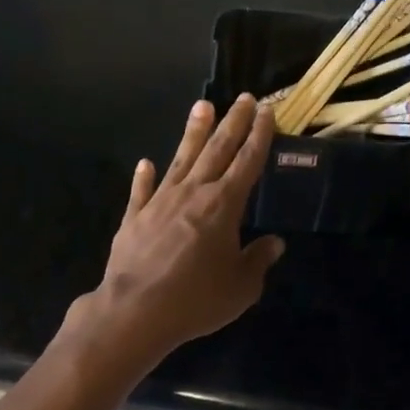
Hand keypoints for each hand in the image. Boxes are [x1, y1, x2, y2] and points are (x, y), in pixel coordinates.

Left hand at [68, 95, 284, 384]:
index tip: (266, 111)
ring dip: (194, 132)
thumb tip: (274, 244)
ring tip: (202, 106)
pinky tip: (146, 163)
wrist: (135, 312)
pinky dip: (145, 176)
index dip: (259, 135)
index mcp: (224, 205)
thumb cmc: (196, 299)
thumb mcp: (241, 287)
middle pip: (217, 149)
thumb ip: (258, 260)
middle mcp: (194, 193)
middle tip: (244, 98)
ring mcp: (161, 201)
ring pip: (182, 159)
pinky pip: (142, 191)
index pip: (248, 161)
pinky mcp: (135, 217)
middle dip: (233, 122)